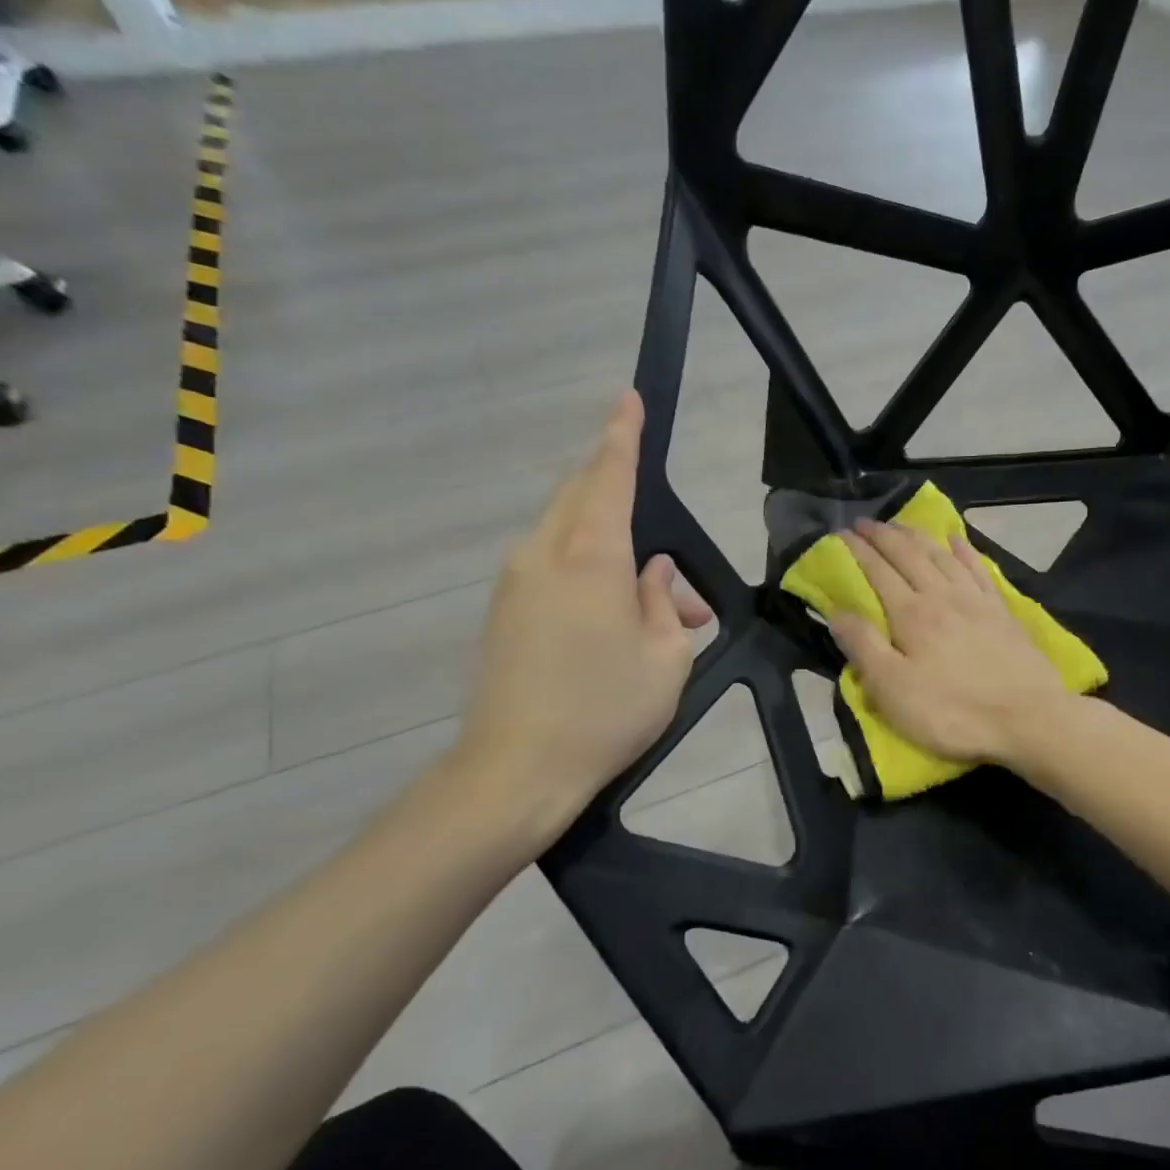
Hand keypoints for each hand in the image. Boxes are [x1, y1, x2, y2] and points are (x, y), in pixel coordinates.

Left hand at [452, 390, 711, 843]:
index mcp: (589, 556)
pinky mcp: (503, 610)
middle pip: (581, 495)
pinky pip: (552, 565)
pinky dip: (589, 571)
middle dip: (620, 492)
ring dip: (614, 549)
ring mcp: (515, 581)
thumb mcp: (666, 656)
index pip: (608, 476)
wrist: (516, 770)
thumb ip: (663, 600)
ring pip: (568, 533)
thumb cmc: (605, 711)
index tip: (629, 399)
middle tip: (664, 539)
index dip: (622, 435)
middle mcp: (543, 554)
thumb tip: (654, 572)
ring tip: (659, 605)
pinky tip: (618, 618)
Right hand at [831, 520, 1071, 766]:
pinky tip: (956, 539)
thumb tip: (836, 611)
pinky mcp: (1002, 611)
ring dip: (917, 536)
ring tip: (900, 525)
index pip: (878, 572)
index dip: (858, 551)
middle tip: (864, 522)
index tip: (840, 533)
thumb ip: (864, 647)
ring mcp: (976, 600)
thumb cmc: (952, 711)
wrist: (1027, 719)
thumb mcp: (893, 689)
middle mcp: (942, 596)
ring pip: (941, 555)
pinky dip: (963, 550)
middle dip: (883, 536)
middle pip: (909, 555)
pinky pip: (979, 569)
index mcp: (911, 614)